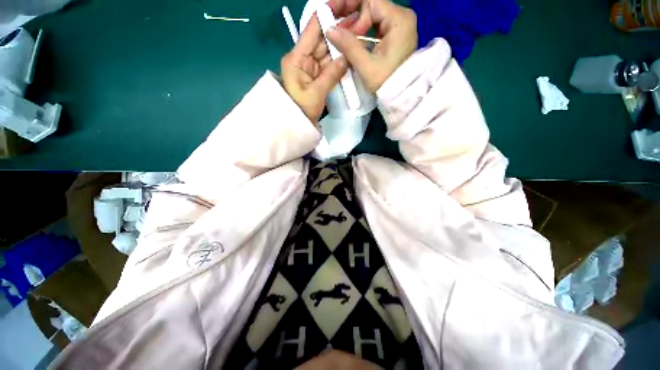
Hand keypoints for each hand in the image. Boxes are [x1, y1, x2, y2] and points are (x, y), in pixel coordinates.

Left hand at [281, 15, 347, 121]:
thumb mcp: (316, 93)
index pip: (311, 31)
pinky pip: (327, 65)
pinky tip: (348, 55)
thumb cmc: (301, 110)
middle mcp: (302, 58)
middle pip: (321, 40)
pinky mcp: (314, 76)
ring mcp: (309, 67)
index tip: (343, 9)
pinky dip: (337, 62)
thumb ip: (332, 74)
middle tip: (356, 24)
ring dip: (339, 48)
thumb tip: (346, 58)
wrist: (296, 125)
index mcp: (297, 58)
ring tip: (356, 37)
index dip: (326, 17)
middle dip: (337, 32)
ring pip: (326, 53)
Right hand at [326, 0, 416, 92]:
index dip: (349, 5)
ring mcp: (399, 27)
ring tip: (344, 40)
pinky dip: (364, 34)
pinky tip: (354, 43)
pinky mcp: (396, 37)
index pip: (370, 1)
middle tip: (337, 33)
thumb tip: (329, 29)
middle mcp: (401, 18)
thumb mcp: (366, 66)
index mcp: (398, 20)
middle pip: (371, 7)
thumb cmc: (387, 83)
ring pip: (373, 18)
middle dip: (352, 19)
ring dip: (356, 27)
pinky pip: (376, 28)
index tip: (333, 16)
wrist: (402, 96)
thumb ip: (348, 46)